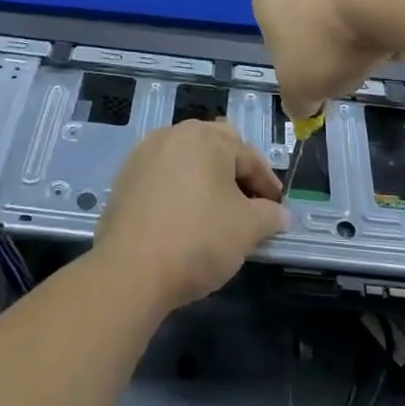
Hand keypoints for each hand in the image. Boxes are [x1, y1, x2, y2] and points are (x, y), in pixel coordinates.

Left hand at [94, 120, 287, 313]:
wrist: (130, 271)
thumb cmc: (198, 239)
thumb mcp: (247, 229)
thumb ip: (270, 216)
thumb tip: (280, 214)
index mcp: (207, 137)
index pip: (249, 157)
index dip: (268, 184)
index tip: (278, 209)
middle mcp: (174, 134)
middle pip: (216, 148)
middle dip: (235, 173)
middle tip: (248, 203)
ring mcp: (144, 155)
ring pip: (187, 160)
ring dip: (205, 180)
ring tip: (216, 212)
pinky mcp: (124, 179)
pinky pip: (162, 177)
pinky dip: (179, 191)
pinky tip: (184, 219)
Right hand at [253, 0, 402, 119]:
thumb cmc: (326, 41)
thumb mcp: (300, 89)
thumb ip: (296, 103)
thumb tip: (303, 109)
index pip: (274, 37)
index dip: (297, 63)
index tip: (318, 78)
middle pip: (313, 23)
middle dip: (332, 48)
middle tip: (348, 67)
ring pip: (346, 12)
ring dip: (361, 37)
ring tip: (378, 52)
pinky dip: (385, 19)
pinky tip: (397, 31)